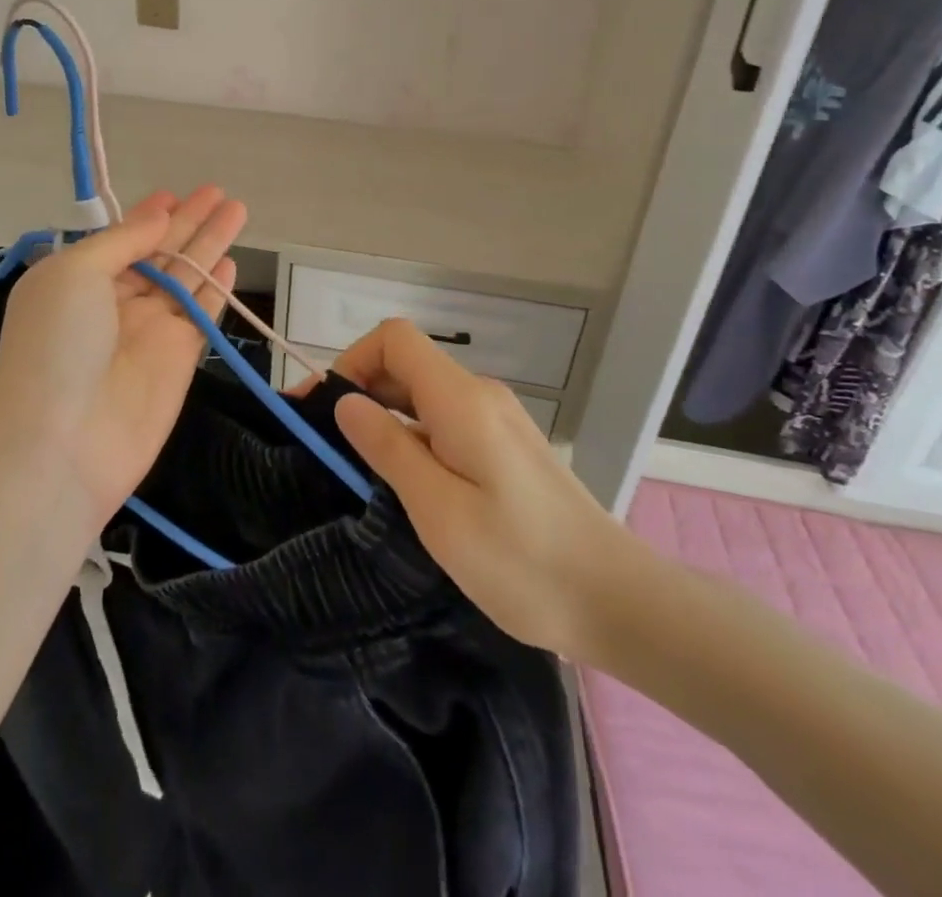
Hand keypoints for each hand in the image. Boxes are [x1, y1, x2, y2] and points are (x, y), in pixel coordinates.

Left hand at [0, 186, 245, 526]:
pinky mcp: (179, 359)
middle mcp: (114, 302)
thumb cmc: (56, 345)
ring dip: (210, 244)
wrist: (61, 443)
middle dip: (189, 221)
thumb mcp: (75, 273)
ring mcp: (148, 331)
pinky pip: (202, 313)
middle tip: (219, 191)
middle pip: (160, 252)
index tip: (175, 193)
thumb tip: (158, 215)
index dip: (149, 216)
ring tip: (237, 211)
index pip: (122, 239)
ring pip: (187, 277)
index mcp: (78, 279)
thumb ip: (122, 241)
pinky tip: (232, 263)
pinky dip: (216, 289)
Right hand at [324, 319, 650, 660]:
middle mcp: (479, 395)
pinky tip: (404, 481)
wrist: (618, 603)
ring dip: (384, 416)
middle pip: (406, 363)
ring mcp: (496, 419)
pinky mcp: (504, 446)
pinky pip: (444, 420)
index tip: (323, 409)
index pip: (394, 339)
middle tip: (325, 443)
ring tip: (357, 467)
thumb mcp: (438, 510)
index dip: (351, 361)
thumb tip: (346, 402)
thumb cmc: (522, 562)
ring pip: (423, 394)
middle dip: (359, 390)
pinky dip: (411, 435)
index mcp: (461, 399)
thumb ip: (388, 448)